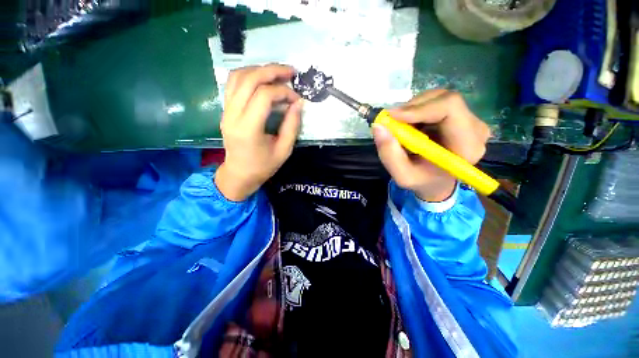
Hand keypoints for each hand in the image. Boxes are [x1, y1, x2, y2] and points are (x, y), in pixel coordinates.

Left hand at [215, 64, 302, 200]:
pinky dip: (248, 75)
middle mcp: (232, 115)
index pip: (263, 96)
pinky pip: (233, 84)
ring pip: (238, 77)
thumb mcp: (284, 150)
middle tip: (291, 72)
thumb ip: (292, 126)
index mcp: (248, 129)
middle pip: (249, 80)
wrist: (239, 174)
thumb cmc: (263, 166)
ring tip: (277, 73)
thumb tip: (298, 103)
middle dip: (272, 71)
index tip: (297, 99)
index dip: (283, 92)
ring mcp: (226, 111)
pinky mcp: (225, 110)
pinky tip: (262, 79)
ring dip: (259, 70)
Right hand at [372, 90, 490, 201]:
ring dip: (413, 110)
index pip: (450, 108)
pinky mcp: (461, 115)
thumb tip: (378, 126)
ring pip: (438, 98)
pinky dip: (417, 110)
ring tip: (402, 128)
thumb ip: (389, 154)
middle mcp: (475, 128)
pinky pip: (436, 102)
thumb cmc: (422, 181)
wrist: (437, 181)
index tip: (392, 116)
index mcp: (467, 146)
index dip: (419, 108)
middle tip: (392, 122)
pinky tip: (411, 125)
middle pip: (444, 99)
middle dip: (412, 108)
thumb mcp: (402, 176)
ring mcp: (470, 120)